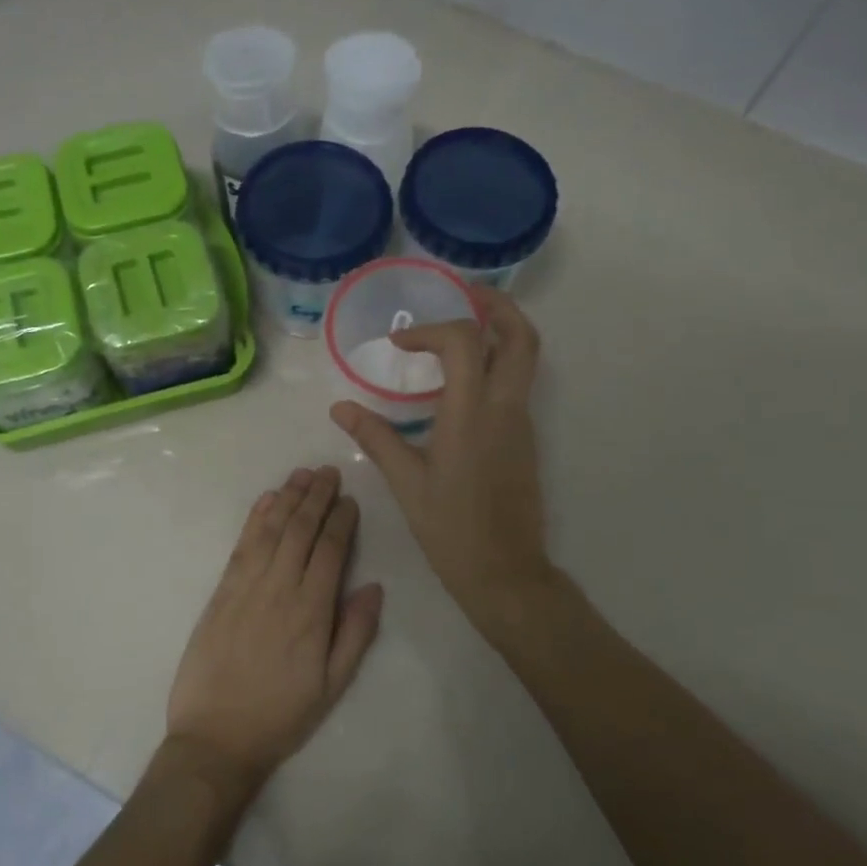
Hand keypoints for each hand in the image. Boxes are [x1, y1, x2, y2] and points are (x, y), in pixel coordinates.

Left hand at [166, 467, 383, 801]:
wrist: (215, 738)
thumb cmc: (281, 715)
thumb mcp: (332, 686)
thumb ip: (355, 633)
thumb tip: (374, 586)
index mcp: (311, 611)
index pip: (330, 550)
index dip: (341, 520)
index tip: (350, 499)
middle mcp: (279, 588)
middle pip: (300, 530)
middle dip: (316, 497)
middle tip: (328, 471)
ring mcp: (246, 587)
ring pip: (271, 530)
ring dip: (288, 498)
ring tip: (302, 474)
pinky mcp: (221, 592)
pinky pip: (241, 546)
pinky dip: (255, 519)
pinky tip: (266, 501)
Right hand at [330, 286, 554, 643]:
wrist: (505, 571)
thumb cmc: (451, 529)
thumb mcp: (407, 483)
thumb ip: (376, 437)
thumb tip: (341, 407)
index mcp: (471, 415)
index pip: (464, 342)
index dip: (431, 330)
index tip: (400, 344)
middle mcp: (504, 408)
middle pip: (521, 336)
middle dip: (497, 306)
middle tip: (465, 294)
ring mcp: (521, 422)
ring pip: (525, 358)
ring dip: (499, 332)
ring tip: (459, 330)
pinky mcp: (525, 438)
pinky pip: (516, 384)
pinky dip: (496, 364)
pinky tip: (460, 381)